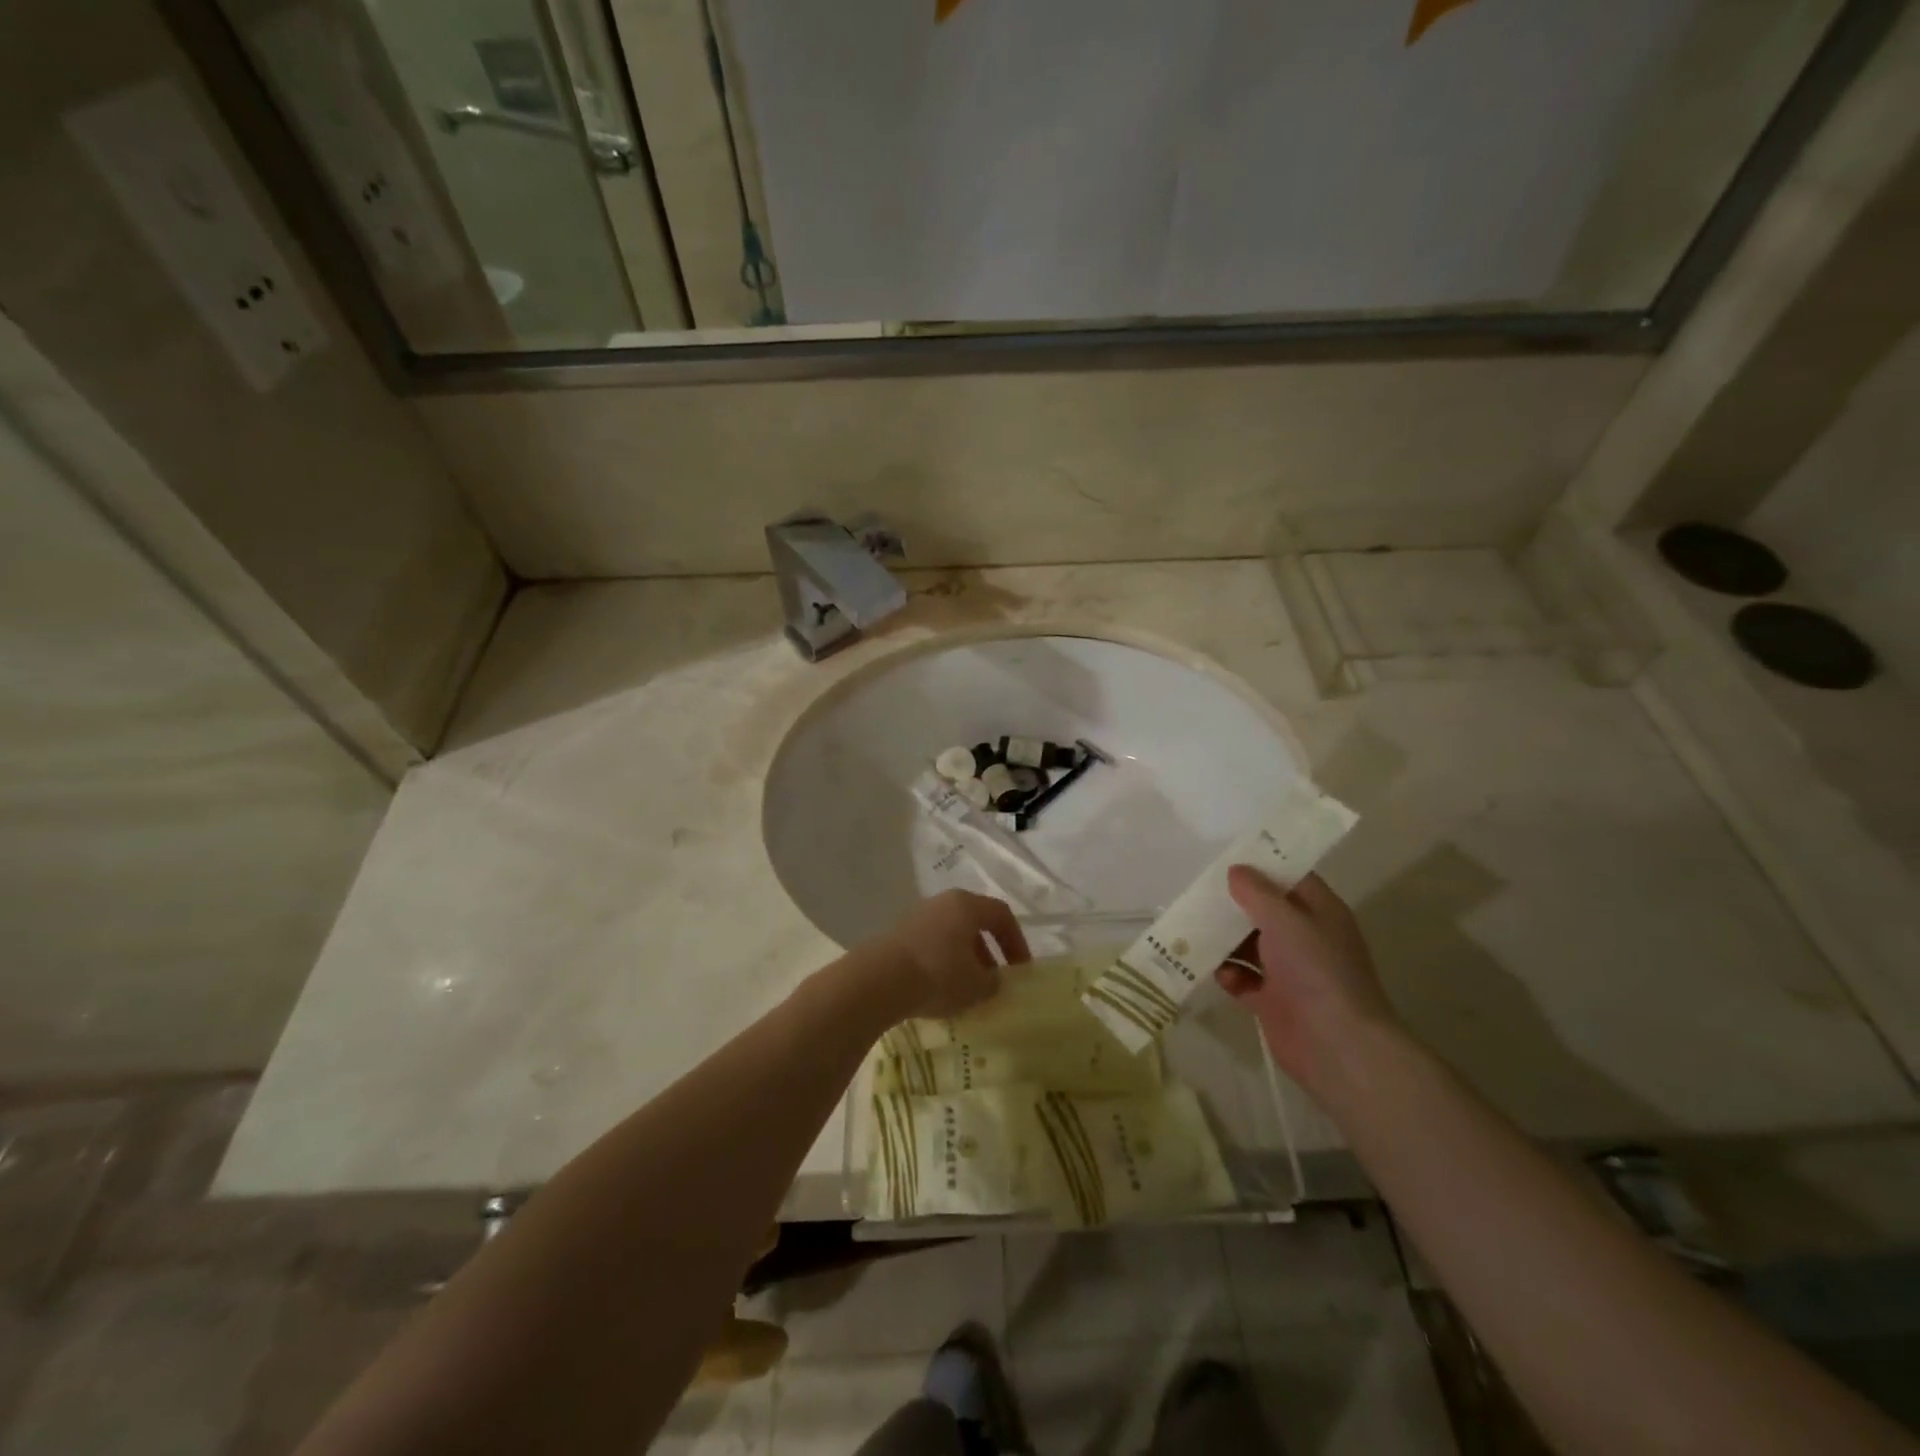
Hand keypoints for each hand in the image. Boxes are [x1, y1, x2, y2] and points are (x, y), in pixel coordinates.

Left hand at [874, 890, 1030, 1020]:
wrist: (877, 980)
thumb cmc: (937, 975)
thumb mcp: (976, 986)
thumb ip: (993, 982)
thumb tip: (992, 980)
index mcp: (966, 905)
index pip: (1001, 915)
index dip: (1016, 941)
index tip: (1020, 969)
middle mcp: (941, 902)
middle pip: (973, 922)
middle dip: (988, 951)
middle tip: (993, 979)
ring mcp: (916, 916)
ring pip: (949, 934)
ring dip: (963, 958)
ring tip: (965, 989)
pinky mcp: (896, 934)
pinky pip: (929, 944)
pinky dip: (940, 962)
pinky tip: (937, 989)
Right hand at [1214, 868, 1398, 1099]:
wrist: (1337, 1046)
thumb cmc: (1316, 971)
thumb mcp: (1287, 921)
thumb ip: (1258, 893)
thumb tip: (1235, 871)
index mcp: (1319, 912)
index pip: (1290, 877)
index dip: (1262, 866)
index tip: (1227, 857)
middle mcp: (1305, 937)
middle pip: (1263, 910)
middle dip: (1233, 903)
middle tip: (1198, 893)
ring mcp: (1288, 970)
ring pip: (1248, 944)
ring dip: (1224, 939)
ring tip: (1194, 931)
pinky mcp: (1271, 1000)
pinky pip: (1242, 978)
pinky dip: (1229, 974)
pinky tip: (1221, 973)